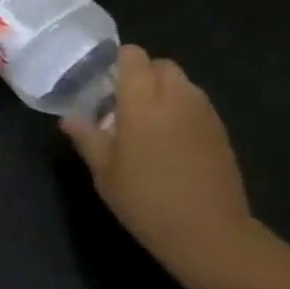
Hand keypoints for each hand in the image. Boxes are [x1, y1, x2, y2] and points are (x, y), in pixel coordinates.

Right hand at [61, 44, 255, 285]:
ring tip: (146, 125)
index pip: (134, 56)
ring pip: (182, 84)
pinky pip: (196, 105)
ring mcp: (203, 112)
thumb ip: (87, 138)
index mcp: (142, 102)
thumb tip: (69, 119)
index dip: (119, 62)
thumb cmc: (145, 200)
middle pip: (161, 65)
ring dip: (163, 92)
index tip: (104, 82)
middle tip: (122, 105)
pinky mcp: (220, 130)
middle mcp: (176, 97)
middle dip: (142, 75)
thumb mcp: (104, 173)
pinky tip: (169, 143)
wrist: (207, 231)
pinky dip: (180, 111)